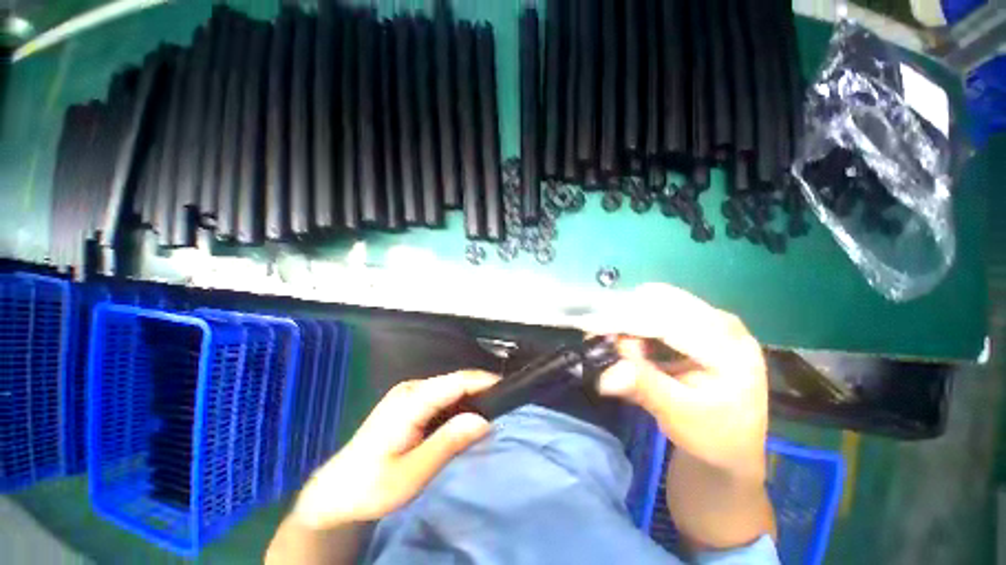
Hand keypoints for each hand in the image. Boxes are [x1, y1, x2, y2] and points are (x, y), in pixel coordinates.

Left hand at [292, 371, 498, 529]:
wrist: (336, 491)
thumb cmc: (371, 487)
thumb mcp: (412, 473)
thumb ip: (448, 443)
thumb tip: (484, 421)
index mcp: (411, 401)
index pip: (456, 382)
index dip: (484, 382)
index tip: (509, 390)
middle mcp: (411, 389)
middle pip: (455, 382)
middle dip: (481, 391)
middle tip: (505, 409)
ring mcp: (409, 394)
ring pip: (450, 388)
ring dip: (471, 398)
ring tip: (492, 414)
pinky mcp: (409, 402)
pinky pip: (442, 396)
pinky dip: (459, 404)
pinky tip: (466, 419)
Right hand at [584, 284, 767, 475]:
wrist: (734, 443)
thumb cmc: (711, 435)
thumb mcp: (678, 415)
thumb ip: (643, 386)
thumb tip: (606, 373)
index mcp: (730, 350)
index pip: (670, 322)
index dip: (627, 319)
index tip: (590, 324)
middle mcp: (724, 324)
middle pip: (663, 301)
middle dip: (624, 313)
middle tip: (595, 333)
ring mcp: (713, 319)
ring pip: (659, 299)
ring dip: (628, 315)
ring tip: (609, 339)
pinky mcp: (700, 321)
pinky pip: (660, 307)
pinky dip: (636, 318)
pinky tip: (627, 338)